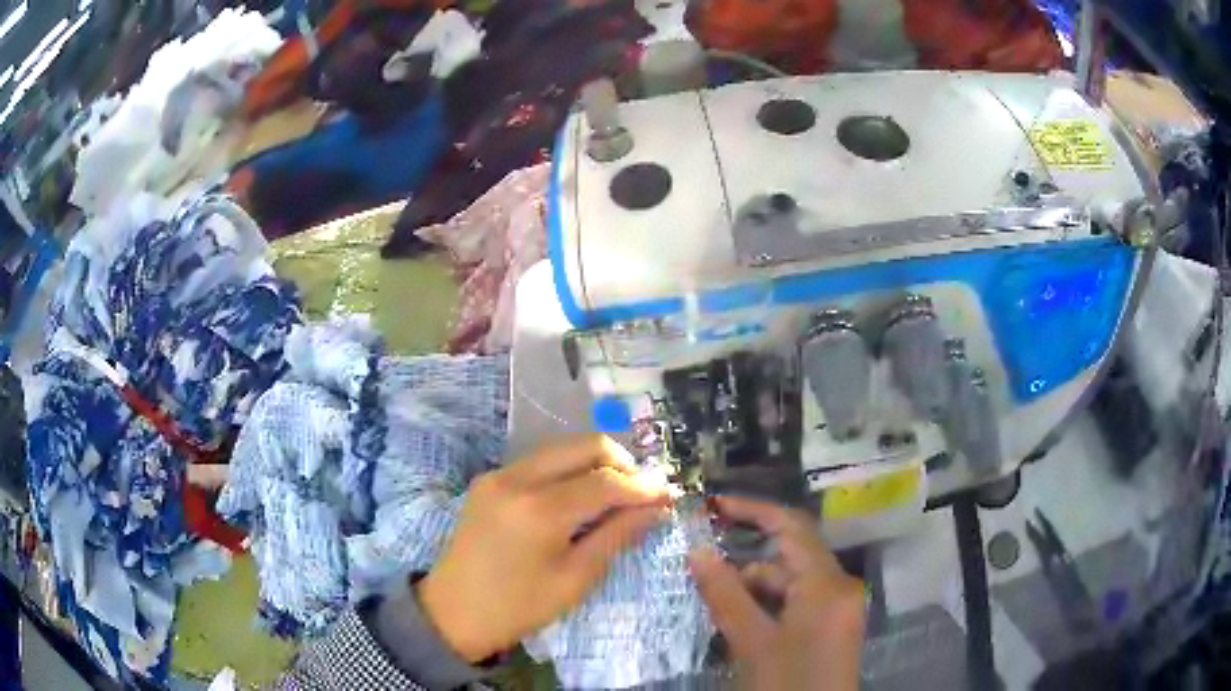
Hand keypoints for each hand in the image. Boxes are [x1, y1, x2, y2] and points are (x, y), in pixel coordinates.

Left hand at [418, 434, 670, 661]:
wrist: (452, 612)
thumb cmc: (518, 607)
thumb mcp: (575, 580)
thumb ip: (616, 536)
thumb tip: (656, 508)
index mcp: (540, 510)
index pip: (606, 482)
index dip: (643, 487)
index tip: (669, 496)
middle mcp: (517, 478)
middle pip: (584, 446)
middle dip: (622, 463)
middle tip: (643, 492)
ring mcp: (499, 474)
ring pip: (562, 449)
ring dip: (595, 464)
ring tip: (617, 495)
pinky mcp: (489, 479)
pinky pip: (539, 462)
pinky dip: (568, 471)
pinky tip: (579, 498)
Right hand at [689, 497, 864, 690]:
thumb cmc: (787, 684)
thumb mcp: (751, 642)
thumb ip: (725, 594)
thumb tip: (697, 550)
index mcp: (828, 584)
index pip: (791, 527)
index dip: (753, 510)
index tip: (714, 506)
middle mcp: (840, 587)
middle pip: (790, 557)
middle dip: (747, 560)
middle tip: (702, 564)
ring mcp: (838, 608)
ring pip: (791, 583)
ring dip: (754, 588)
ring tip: (716, 603)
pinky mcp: (832, 627)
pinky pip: (797, 602)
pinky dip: (768, 606)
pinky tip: (740, 622)